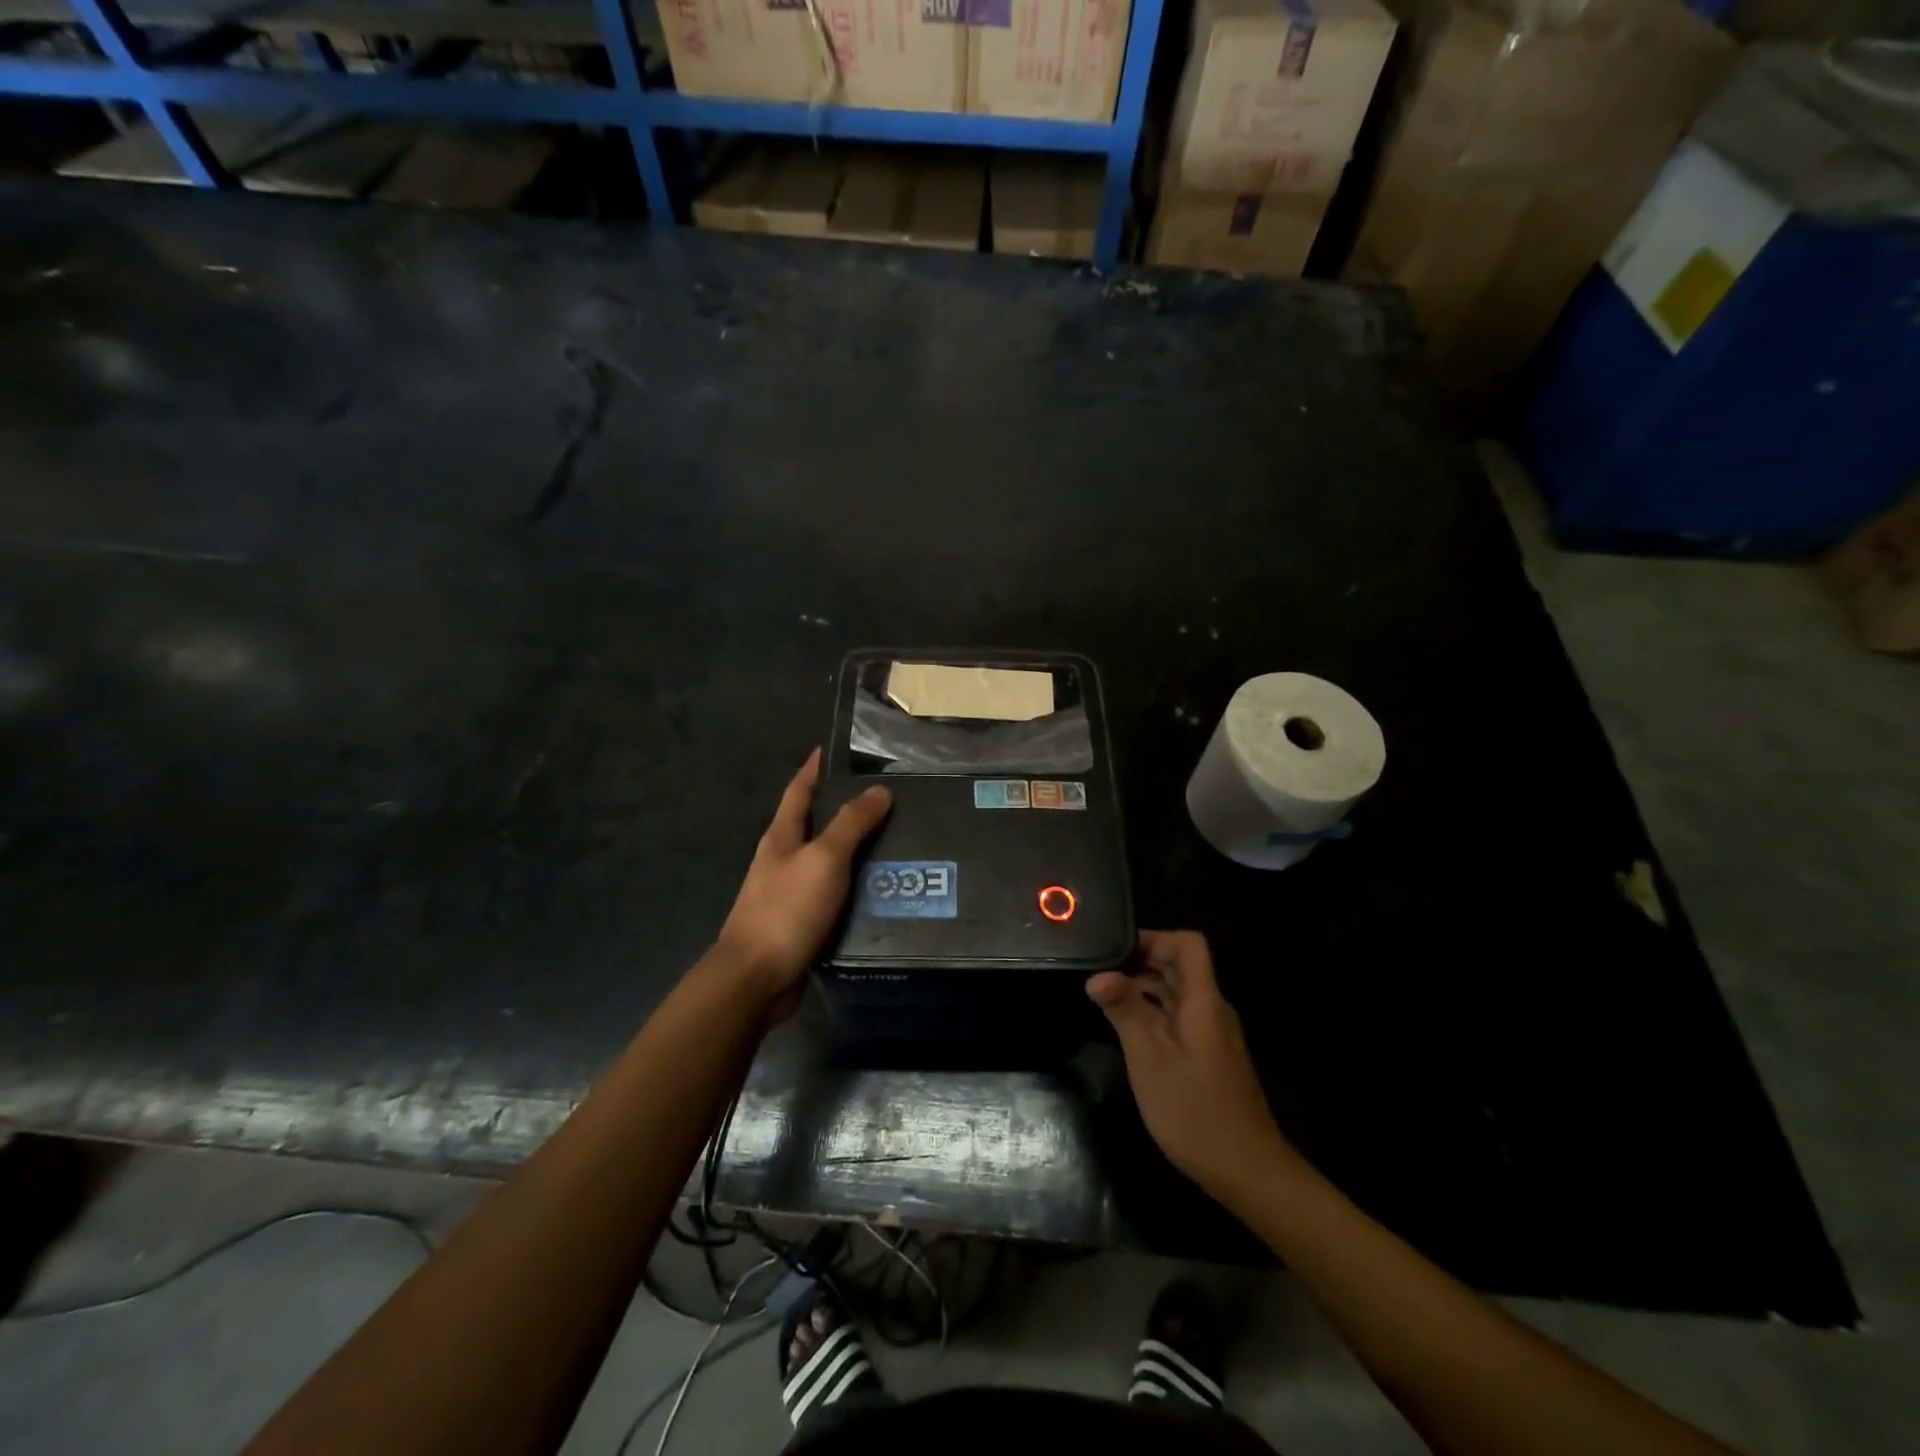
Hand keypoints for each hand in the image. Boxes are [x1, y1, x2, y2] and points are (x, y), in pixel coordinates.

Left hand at [714, 750, 891, 1016]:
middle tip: (886, 798)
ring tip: (895, 842)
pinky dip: (855, 887)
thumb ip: (851, 824)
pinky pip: (833, 895)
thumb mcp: (823, 859)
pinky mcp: (801, 923)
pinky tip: (880, 890)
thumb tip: (880, 790)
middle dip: (843, 809)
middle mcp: (782, 860)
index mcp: (781, 837)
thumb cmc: (786, 910)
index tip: (833, 749)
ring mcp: (789, 893)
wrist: (755, 978)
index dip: (814, 768)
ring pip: (827, 861)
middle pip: (814, 824)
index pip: (799, 790)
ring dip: (855, 851)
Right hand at [1087, 930, 1296, 1202]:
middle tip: (1098, 971)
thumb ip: (1126, 1010)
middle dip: (1140, 961)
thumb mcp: (1150, 1058)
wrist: (1247, 1171)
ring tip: (1104, 996)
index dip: (1153, 938)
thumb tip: (1097, 975)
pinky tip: (1127, 1029)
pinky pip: (1178, 1017)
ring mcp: (1211, 1034)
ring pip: (1177, 993)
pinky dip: (1152, 1012)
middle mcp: (1211, 1009)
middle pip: (1180, 966)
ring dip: (1143, 988)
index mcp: (1203, 1000)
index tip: (1114, 950)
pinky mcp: (1208, 1056)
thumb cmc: (1195, 1111)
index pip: (1188, 944)